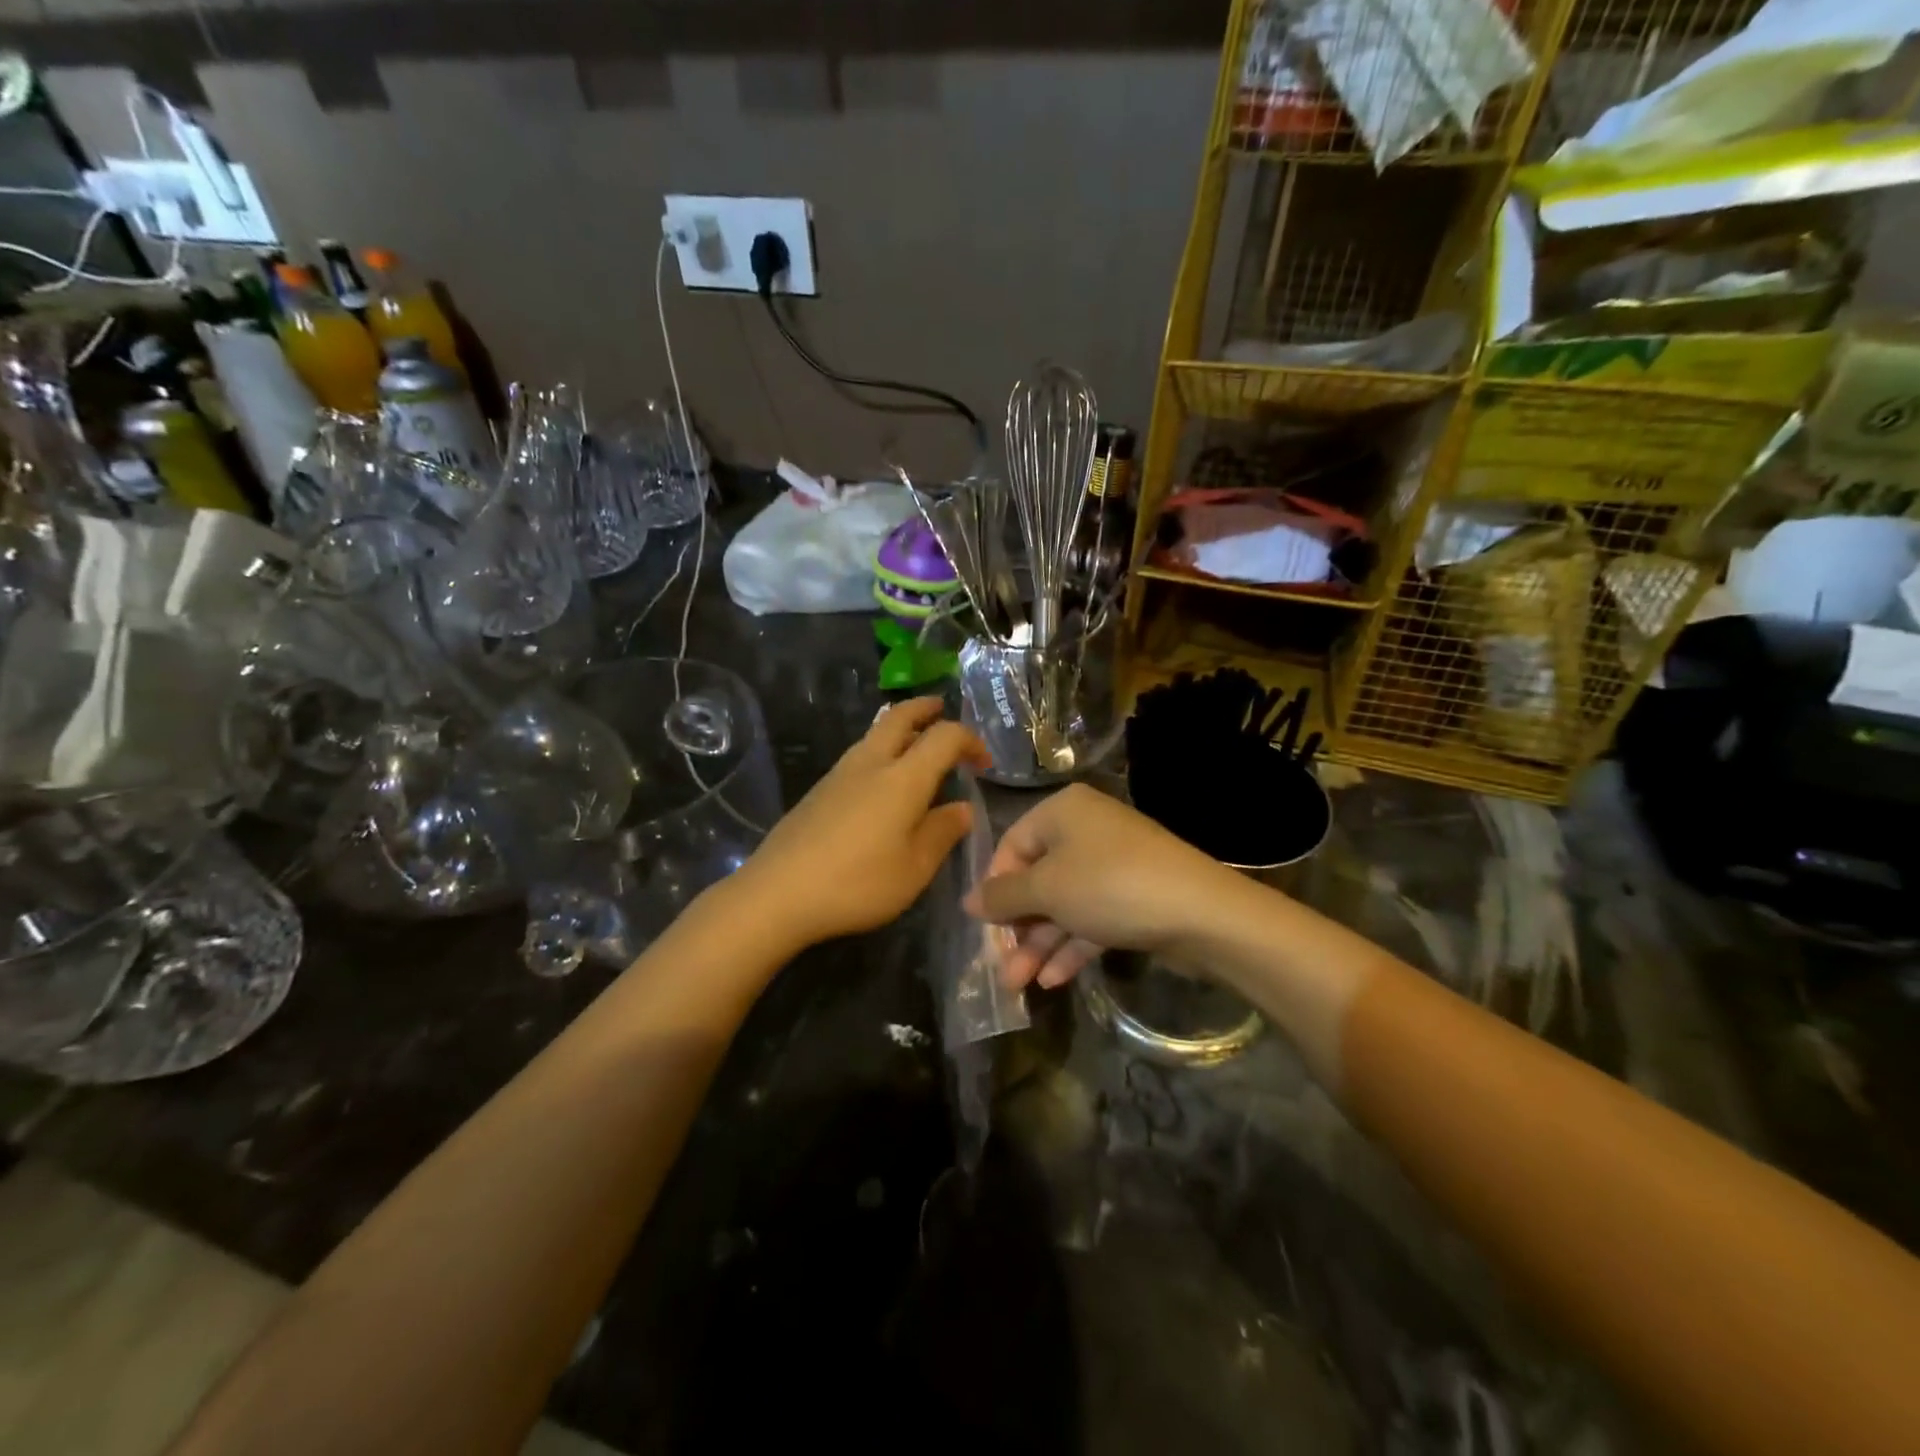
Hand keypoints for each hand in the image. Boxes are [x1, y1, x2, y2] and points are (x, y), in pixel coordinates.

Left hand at [735, 698, 988, 948]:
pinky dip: (881, 751)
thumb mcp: (914, 868)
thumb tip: (962, 808)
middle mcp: (871, 763)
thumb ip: (942, 833)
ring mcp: (840, 773)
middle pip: (900, 716)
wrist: (778, 893)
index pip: (945, 737)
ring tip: (917, 746)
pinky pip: (859, 755)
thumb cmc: (857, 883)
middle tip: (942, 711)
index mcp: (903, 778)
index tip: (984, 763)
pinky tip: (883, 783)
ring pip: (875, 733)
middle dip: (926, 709)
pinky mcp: (819, 790)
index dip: (970, 741)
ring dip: (901, 728)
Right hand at [964, 784, 1248, 990]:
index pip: (1012, 846)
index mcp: (1062, 812)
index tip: (984, 927)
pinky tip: (1052, 981)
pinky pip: (1091, 919)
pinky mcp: (1133, 898)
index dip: (995, 887)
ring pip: (1063, 905)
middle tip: (1002, 969)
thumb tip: (968, 901)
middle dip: (1017, 928)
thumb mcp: (1046, 889)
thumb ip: (1002, 897)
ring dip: (1040, 944)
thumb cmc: (1109, 886)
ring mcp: (1112, 866)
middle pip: (1037, 880)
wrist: (1200, 913)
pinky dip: (1070, 947)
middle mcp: (1086, 831)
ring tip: (1018, 986)